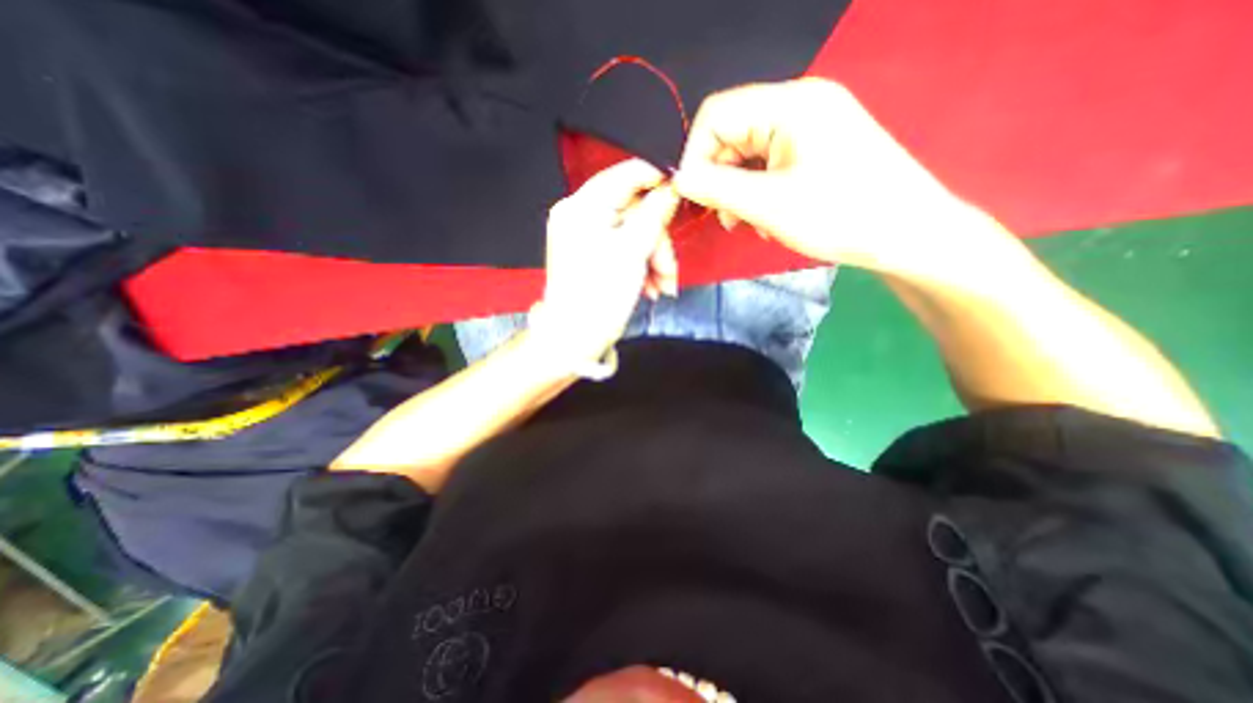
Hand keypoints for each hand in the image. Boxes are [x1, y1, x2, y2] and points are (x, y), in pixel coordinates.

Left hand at [533, 161, 682, 362]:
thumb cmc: (601, 294)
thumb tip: (672, 186)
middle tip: (669, 270)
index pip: (627, 173)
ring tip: (663, 286)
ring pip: (635, 233)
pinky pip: (626, 249)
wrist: (576, 339)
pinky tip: (652, 288)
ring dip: (655, 259)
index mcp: (583, 205)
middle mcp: (581, 215)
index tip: (683, 197)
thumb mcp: (633, 251)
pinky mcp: (595, 256)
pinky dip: (643, 267)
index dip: (659, 182)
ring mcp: (587, 237)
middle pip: (635, 211)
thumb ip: (655, 213)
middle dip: (658, 241)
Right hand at [675, 77, 998, 278]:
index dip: (695, 154)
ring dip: (737, 189)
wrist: (907, 234)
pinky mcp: (816, 148)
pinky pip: (769, 164)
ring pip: (748, 153)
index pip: (717, 114)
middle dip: (719, 177)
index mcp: (790, 104)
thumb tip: (678, 179)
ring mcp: (810, 126)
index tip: (692, 196)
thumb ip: (716, 188)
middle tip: (724, 218)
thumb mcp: (769, 205)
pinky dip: (758, 191)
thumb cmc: (840, 216)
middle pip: (733, 133)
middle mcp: (799, 104)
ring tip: (746, 223)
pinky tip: (765, 217)